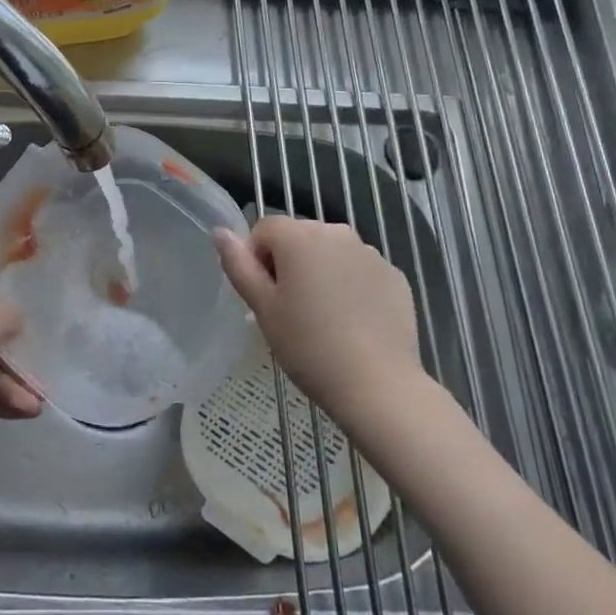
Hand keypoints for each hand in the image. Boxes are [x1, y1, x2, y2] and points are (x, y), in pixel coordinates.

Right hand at [215, 217, 431, 416]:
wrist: (378, 385)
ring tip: (323, 318)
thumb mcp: (263, 308)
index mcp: (299, 236)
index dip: (257, 260)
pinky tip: (352, 323)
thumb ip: (238, 265)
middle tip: (291, 310)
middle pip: (299, 237)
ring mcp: (370, 253)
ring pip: (331, 253)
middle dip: (290, 263)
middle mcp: (337, 232)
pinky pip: (359, 271)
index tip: (266, 297)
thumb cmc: (308, 346)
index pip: (264, 229)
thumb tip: (221, 232)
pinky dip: (350, 286)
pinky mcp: (395, 276)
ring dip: (321, 272)